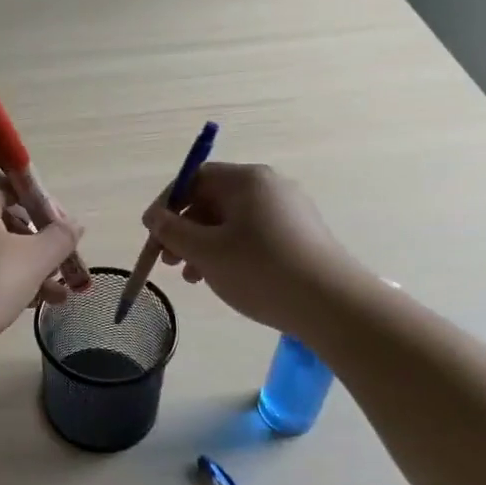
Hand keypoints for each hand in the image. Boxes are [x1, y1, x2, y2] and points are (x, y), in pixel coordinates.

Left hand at [0, 176, 85, 352]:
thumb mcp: (35, 259)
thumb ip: (60, 237)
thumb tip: (73, 224)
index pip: (14, 186)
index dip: (45, 208)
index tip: (65, 234)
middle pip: (4, 219)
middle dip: (39, 246)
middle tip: (62, 269)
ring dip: (26, 268)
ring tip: (56, 297)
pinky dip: (0, 279)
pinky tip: (26, 305)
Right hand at [143, 162, 364, 336]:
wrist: (333, 305)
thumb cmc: (260, 270)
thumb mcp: (205, 251)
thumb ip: (172, 231)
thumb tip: (154, 216)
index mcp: (246, 180)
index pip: (194, 179)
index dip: (168, 204)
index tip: (152, 233)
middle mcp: (270, 186)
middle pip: (213, 200)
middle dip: (184, 230)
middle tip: (168, 261)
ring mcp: (289, 211)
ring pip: (231, 221)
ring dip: (204, 245)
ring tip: (193, 278)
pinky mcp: (301, 236)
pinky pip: (253, 235)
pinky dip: (230, 252)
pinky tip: (222, 278)